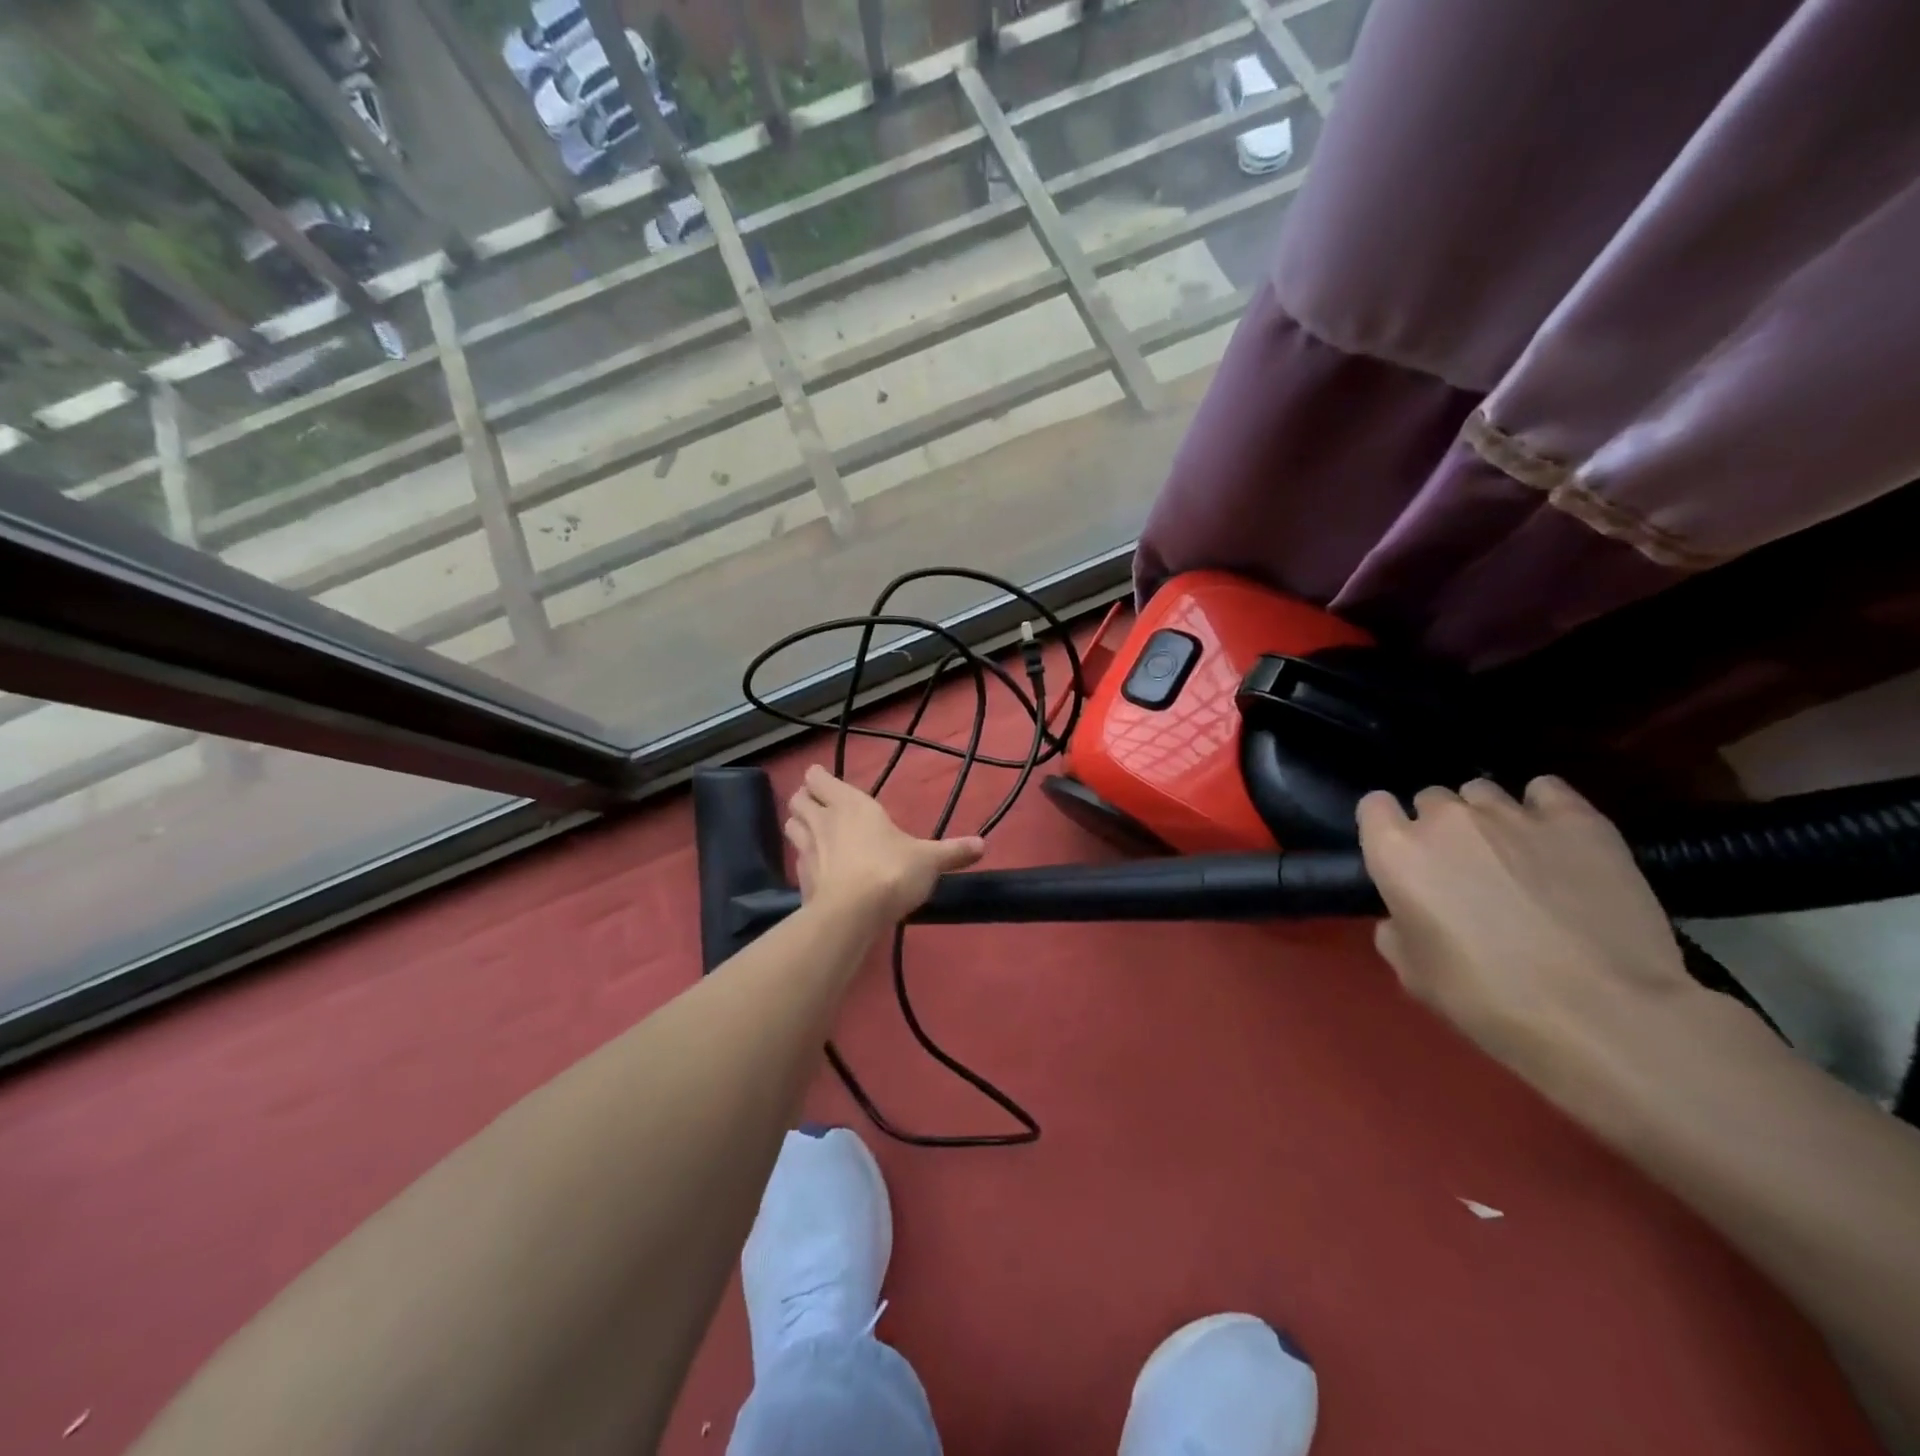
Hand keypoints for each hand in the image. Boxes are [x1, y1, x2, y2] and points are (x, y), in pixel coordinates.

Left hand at [784, 765, 985, 924]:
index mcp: (850, 804)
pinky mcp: (800, 879)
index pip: (818, 778)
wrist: (852, 914)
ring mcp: (807, 850)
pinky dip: (805, 860)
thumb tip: (983, 845)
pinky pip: (797, 860)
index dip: (819, 778)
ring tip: (816, 833)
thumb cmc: (891, 871)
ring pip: (791, 825)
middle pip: (797, 798)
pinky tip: (819, 870)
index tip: (825, 781)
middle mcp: (823, 820)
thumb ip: (952, 852)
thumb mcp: (929, 861)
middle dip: (805, 799)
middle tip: (820, 806)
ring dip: (799, 825)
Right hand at [1357, 776, 1698, 1091]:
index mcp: (1397, 852)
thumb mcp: (1413, 973)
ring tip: (1514, 855)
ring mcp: (1512, 813)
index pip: (1374, 806)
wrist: (1601, 1014)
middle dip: (1439, 827)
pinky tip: (1555, 838)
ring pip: (1483, 792)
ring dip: (1487, 817)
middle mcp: (1446, 819)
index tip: (1402, 857)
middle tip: (1463, 869)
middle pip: (1431, 799)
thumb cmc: (1486, 998)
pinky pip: (1546, 790)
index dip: (1386, 828)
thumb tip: (1405, 916)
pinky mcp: (1577, 819)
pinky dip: (1543, 807)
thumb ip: (1396, 929)